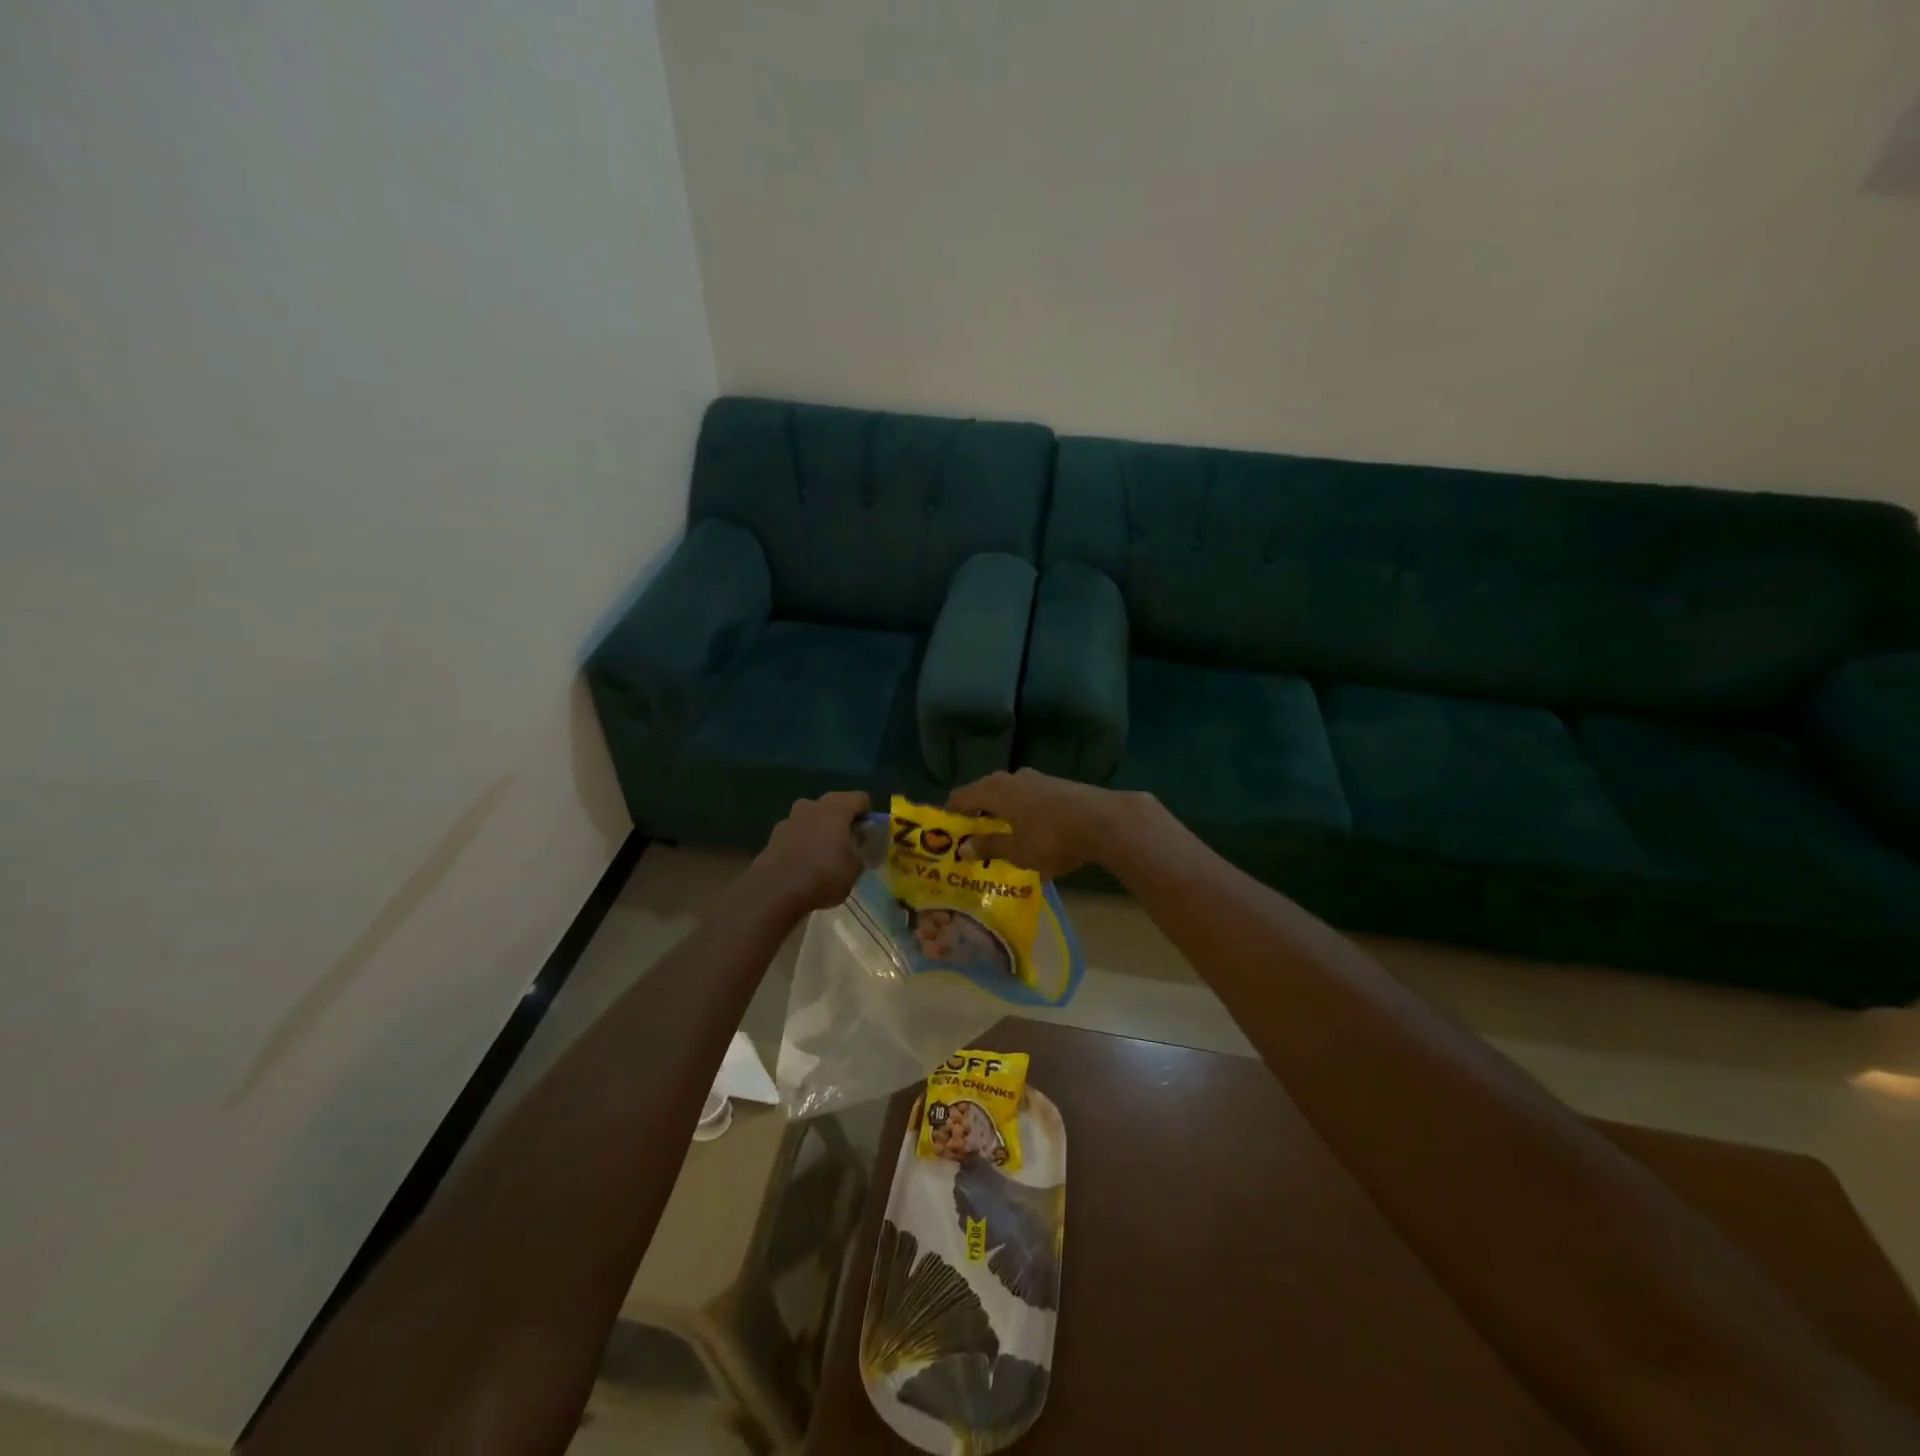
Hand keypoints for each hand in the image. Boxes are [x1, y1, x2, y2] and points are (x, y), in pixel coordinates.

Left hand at [748, 791, 869, 911]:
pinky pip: (796, 834)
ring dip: (821, 832)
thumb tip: (860, 842)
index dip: (868, 815)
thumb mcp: (857, 867)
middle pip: (834, 806)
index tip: (869, 835)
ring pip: (813, 819)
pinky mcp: (773, 836)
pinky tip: (805, 865)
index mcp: (837, 806)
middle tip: (849, 845)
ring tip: (826, 857)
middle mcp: (812, 804)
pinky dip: (803, 844)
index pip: (860, 799)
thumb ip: (862, 850)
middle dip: (843, 822)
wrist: (775, 890)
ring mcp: (790, 818)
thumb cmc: (824, 874)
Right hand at [947, 769, 1145, 879]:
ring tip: (1000, 833)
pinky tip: (1029, 828)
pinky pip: (1027, 795)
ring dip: (1000, 810)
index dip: (951, 813)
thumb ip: (989, 846)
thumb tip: (963, 848)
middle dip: (976, 812)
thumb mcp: (1017, 850)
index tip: (947, 833)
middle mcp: (1012, 778)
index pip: (961, 796)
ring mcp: (1036, 778)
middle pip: (984, 791)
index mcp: (995, 791)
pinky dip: (1020, 809)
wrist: (1104, 821)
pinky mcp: (1057, 784)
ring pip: (1008, 792)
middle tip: (972, 836)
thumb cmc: (1052, 838)